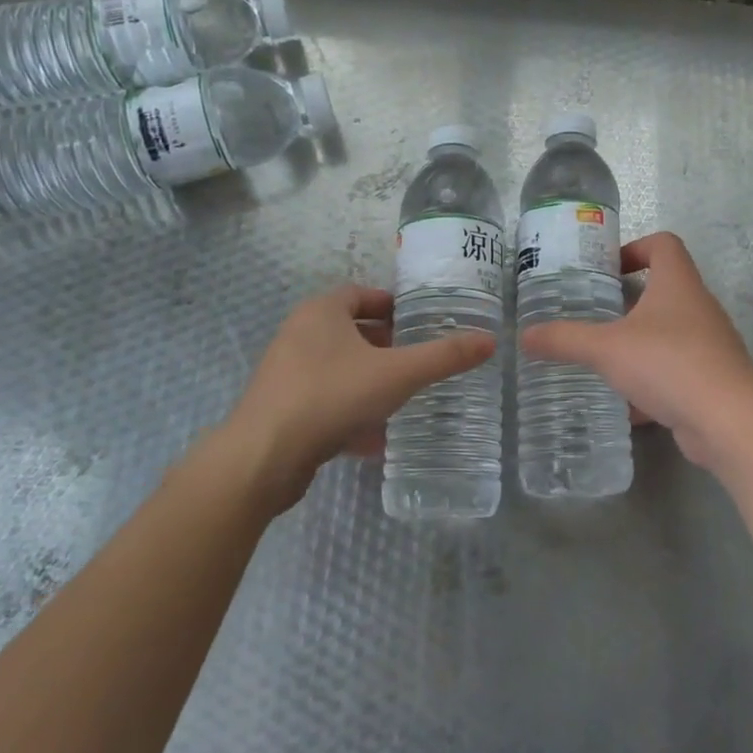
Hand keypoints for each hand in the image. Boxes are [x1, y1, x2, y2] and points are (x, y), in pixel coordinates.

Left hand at [199, 285, 494, 512]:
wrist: (263, 458)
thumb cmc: (331, 396)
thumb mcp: (397, 374)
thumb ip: (443, 357)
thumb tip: (490, 340)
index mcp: (321, 313)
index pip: (360, 294)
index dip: (390, 304)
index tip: (418, 320)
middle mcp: (298, 335)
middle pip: (349, 330)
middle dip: (384, 343)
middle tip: (417, 357)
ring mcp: (286, 374)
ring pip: (337, 368)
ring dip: (368, 378)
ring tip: (403, 395)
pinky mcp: (281, 410)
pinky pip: (325, 400)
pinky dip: (350, 411)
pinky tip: (375, 437)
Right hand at [521, 232, 752, 470]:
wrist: (729, 421)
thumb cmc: (668, 363)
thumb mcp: (606, 349)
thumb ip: (564, 340)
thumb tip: (523, 335)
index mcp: (678, 284)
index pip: (664, 244)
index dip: (636, 247)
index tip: (607, 269)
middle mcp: (698, 307)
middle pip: (665, 289)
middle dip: (629, 302)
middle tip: (594, 314)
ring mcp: (710, 344)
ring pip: (669, 334)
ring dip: (639, 343)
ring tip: (605, 359)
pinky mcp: (712, 379)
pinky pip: (677, 371)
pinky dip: (652, 383)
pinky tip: (628, 407)